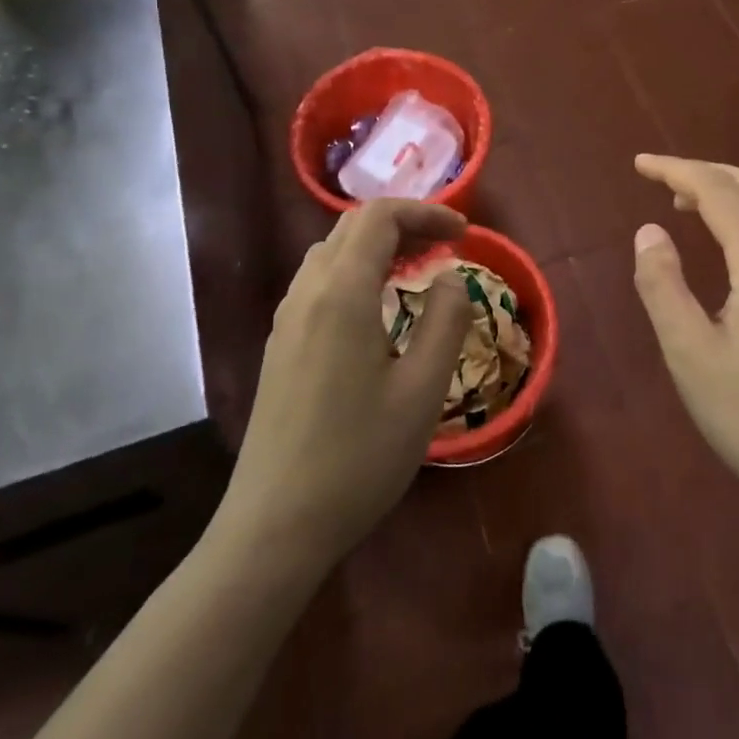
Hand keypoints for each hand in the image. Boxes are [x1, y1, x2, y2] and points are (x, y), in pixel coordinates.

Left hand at [221, 200, 470, 569]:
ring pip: (331, 253)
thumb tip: (451, 277)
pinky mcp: (279, 346)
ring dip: (376, 246)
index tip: (463, 234)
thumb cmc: (359, 457)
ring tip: (415, 271)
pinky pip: (318, 283)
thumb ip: (446, 320)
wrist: (275, 526)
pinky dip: (354, 272)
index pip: (380, 217)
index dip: (426, 212)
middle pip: (352, 227)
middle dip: (403, 224)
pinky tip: (376, 310)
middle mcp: (307, 293)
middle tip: (445, 248)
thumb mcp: (422, 390)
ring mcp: (286, 320)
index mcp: (342, 293)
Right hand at [631, 155, 738, 521]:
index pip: (718, 192)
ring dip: (733, 192)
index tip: (640, 164)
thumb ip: (663, 285)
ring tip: (691, 205)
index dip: (676, 170)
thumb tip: (649, 232)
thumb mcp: (689, 353)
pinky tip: (737, 246)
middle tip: (662, 180)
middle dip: (706, 172)